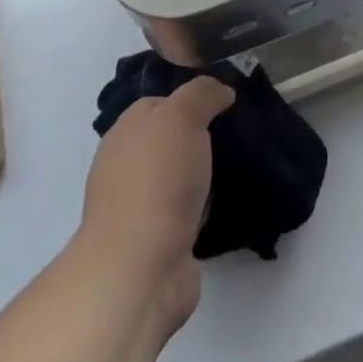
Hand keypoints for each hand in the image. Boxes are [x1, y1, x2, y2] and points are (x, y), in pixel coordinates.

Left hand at [76, 76, 232, 332]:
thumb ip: (202, 94)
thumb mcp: (182, 116)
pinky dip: (200, 209)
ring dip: (200, 176)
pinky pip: (183, 213)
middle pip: (167, 141)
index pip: (159, 103)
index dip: (190, 99)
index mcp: (125, 131)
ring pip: (176, 178)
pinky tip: (222, 206)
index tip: (224, 103)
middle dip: (197, 138)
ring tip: (237, 168)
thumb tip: (221, 91)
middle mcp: (125, 166)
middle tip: (236, 135)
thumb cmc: (157, 180)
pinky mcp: (154, 243)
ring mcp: (138, 207)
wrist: (139, 270)